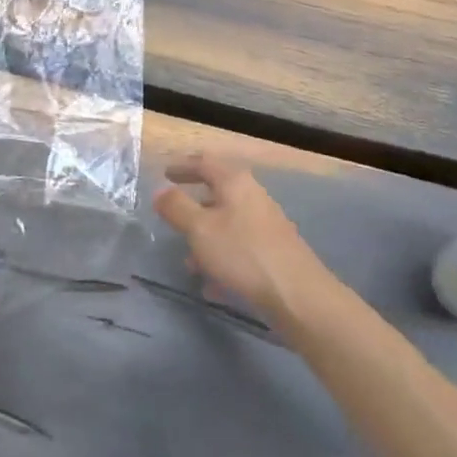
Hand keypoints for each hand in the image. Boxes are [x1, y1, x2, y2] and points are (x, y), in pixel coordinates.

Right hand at [154, 154, 338, 323]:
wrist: (296, 294)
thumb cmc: (242, 253)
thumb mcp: (200, 229)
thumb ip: (177, 207)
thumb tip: (160, 190)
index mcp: (235, 183)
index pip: (205, 162)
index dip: (183, 165)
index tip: (165, 173)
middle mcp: (253, 197)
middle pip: (218, 193)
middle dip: (193, 207)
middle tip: (172, 218)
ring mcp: (266, 225)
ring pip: (227, 224)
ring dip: (205, 239)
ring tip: (188, 264)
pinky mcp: (273, 251)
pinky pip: (239, 248)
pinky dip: (221, 260)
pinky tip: (212, 286)